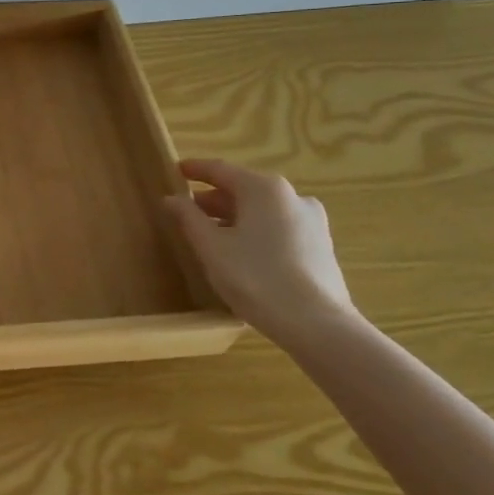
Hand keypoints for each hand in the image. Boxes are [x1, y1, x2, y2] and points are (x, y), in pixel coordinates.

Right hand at [163, 157, 358, 340]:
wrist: (317, 325)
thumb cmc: (256, 278)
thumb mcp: (211, 247)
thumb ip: (188, 218)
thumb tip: (171, 198)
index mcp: (264, 189)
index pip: (221, 170)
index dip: (195, 169)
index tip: (176, 170)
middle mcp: (292, 196)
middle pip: (244, 189)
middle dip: (214, 199)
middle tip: (188, 211)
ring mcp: (312, 221)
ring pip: (263, 210)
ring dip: (235, 217)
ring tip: (212, 235)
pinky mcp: (322, 246)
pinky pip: (280, 228)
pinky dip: (256, 231)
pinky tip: (243, 253)